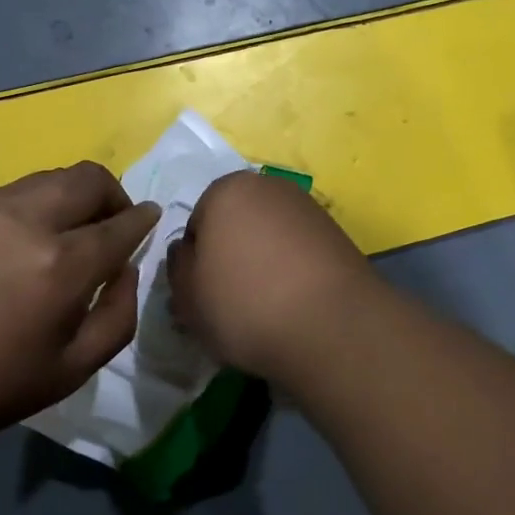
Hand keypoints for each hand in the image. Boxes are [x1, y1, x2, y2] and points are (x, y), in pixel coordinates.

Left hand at [0, 163, 159, 442]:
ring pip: (53, 177)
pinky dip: (40, 201)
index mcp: (64, 264)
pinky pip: (19, 189)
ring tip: (69, 230)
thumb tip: (126, 271)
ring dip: (75, 195)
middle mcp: (32, 220)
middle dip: (113, 196)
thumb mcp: (70, 371)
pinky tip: (27, 236)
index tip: (149, 219)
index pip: (121, 224)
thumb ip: (117, 318)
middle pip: (90, 179)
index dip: (142, 220)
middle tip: (110, 226)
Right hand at [167, 170, 381, 385]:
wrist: (333, 328)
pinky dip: (292, 273)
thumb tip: (186, 252)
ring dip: (262, 264)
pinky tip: (294, 306)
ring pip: (268, 237)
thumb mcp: (188, 296)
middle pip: (235, 224)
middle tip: (230, 302)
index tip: (203, 296)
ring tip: (265, 309)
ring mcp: (307, 208)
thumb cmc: (245, 305)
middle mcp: (268, 186)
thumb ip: (177, 267)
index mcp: (225, 190)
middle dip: (229, 257)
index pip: (196, 224)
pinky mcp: (337, 235)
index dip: (195, 263)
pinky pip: (299, 252)